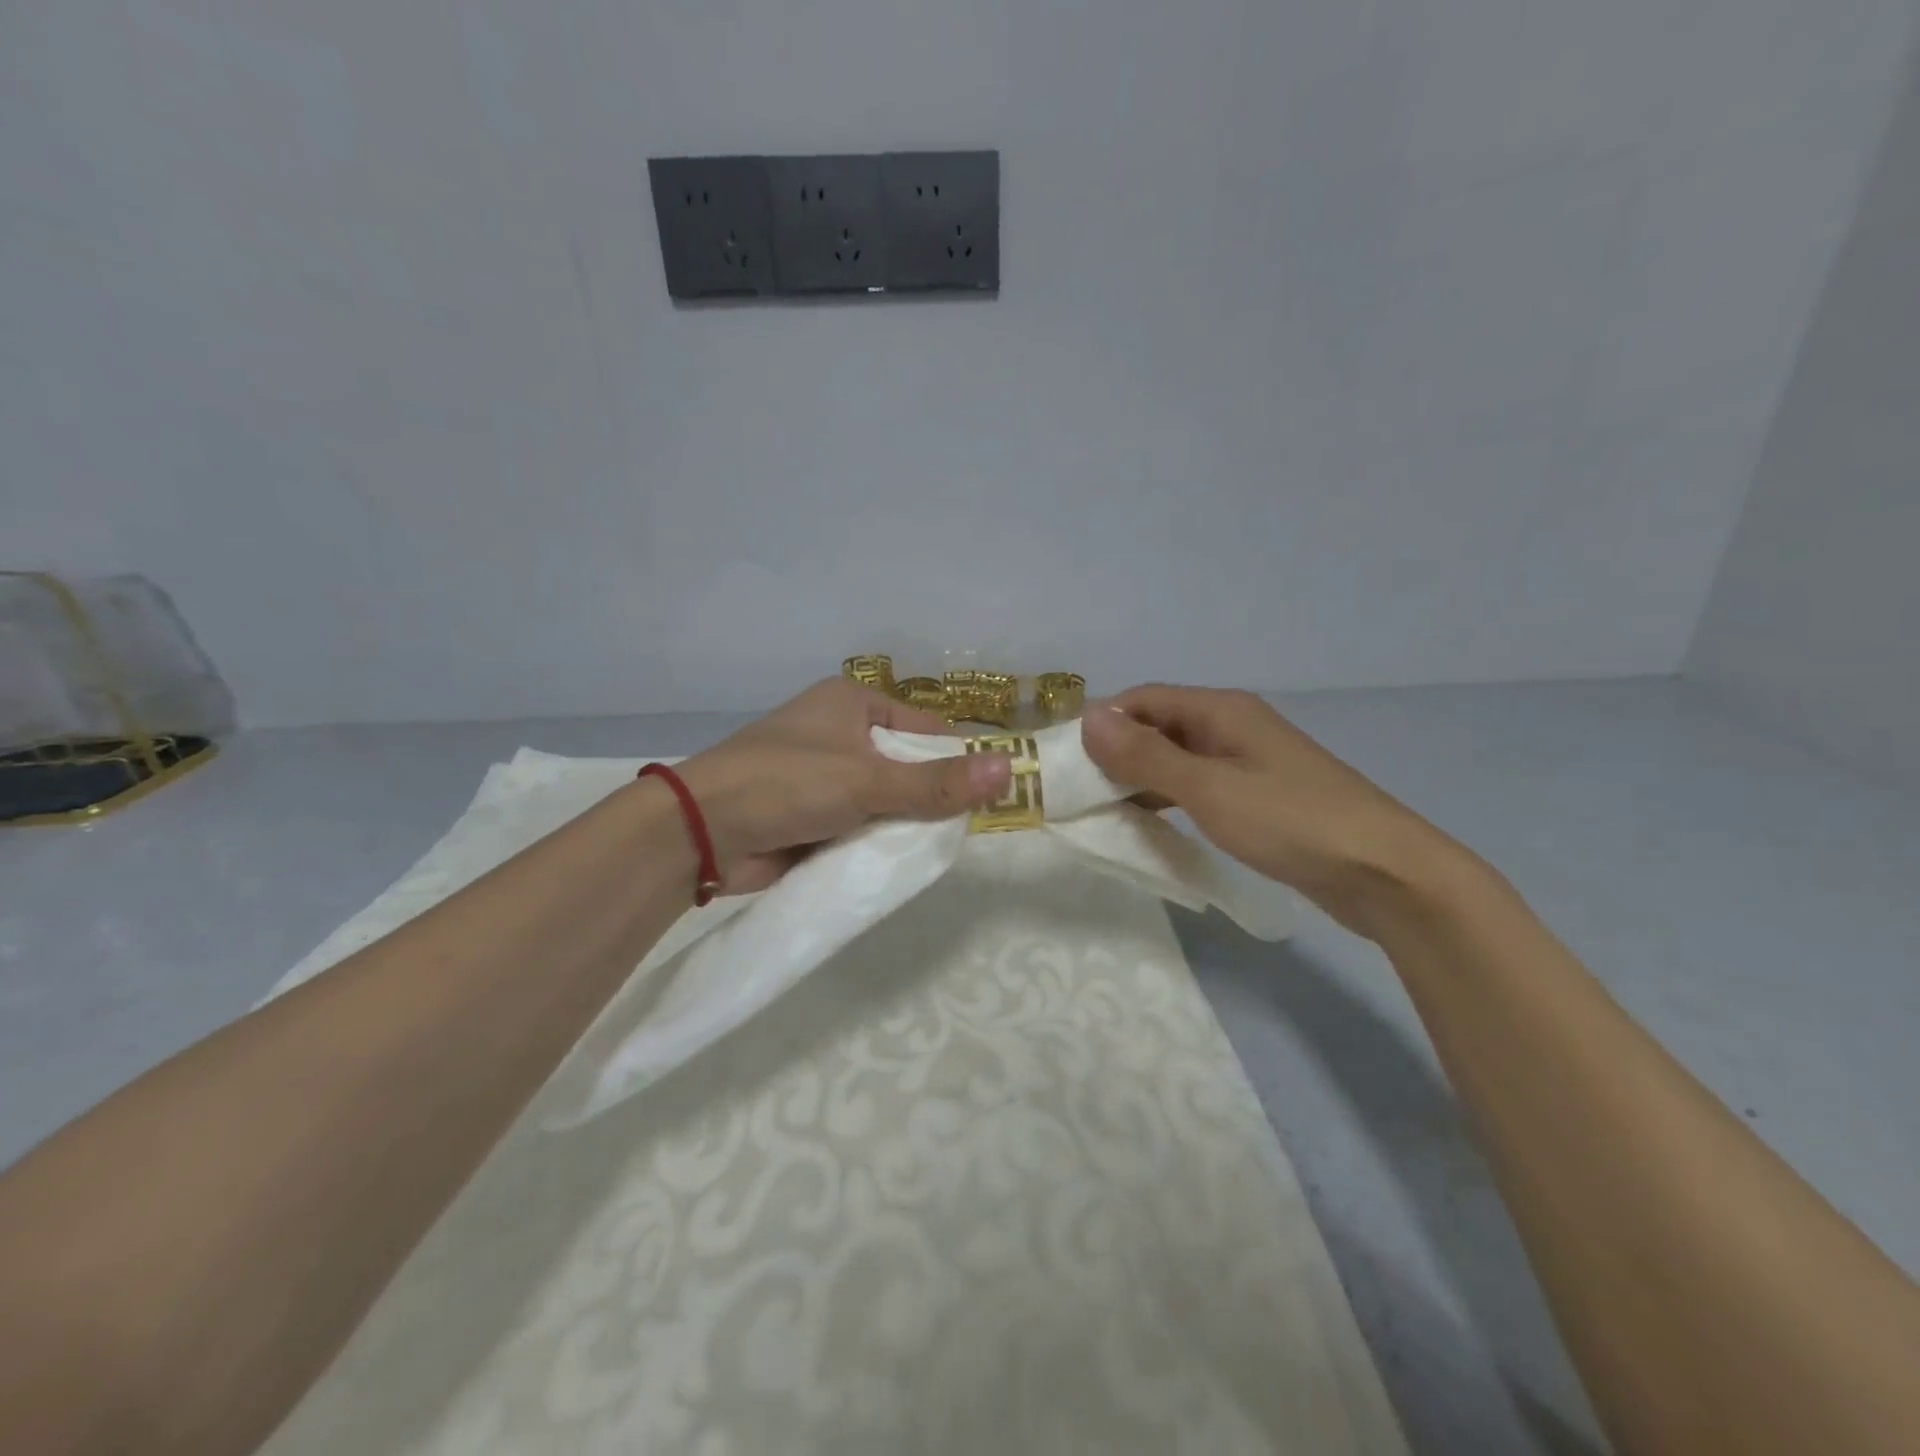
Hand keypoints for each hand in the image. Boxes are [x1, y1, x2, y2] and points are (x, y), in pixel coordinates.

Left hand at [674, 678, 1012, 893]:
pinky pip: (858, 825)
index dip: (955, 760)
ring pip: (882, 800)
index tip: (984, 796)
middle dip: (926, 799)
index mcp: (852, 702)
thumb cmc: (787, 782)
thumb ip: (936, 783)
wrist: (701, 832)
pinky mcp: (809, 813)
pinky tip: (895, 862)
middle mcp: (838, 732)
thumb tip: (1009, 770)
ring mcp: (821, 775)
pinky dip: (873, 842)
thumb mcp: (868, 781)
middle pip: (905, 766)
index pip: (924, 728)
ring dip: (899, 824)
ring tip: (931, 851)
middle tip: (960, 831)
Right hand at [1081, 684, 1458, 935]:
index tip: (1066, 759)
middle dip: (1118, 753)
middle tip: (1079, 792)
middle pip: (1160, 726)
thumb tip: (1088, 717)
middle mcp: (1233, 726)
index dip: (1103, 722)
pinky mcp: (1259, 796)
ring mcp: (1249, 762)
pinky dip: (1171, 798)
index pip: (1144, 699)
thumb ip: (1145, 755)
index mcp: (1221, 710)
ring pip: (1178, 759)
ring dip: (1142, 779)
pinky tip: (1152, 824)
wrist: (1385, 873)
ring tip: (1106, 811)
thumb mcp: (1207, 788)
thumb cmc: (1291, 821)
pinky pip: (1200, 786)